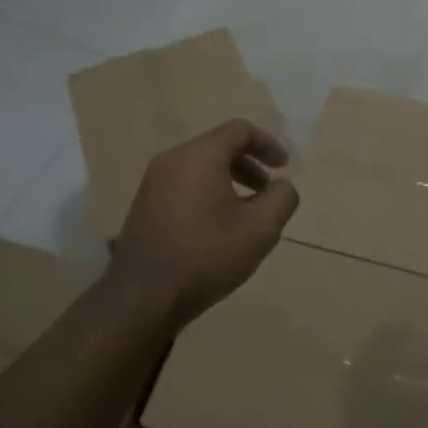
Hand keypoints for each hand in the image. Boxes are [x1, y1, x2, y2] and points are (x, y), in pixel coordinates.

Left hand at [108, 119, 299, 326]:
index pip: (240, 130)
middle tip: (267, 191)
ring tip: (245, 212)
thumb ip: (282, 197)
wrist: (143, 296)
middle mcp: (172, 159)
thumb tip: (281, 185)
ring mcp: (152, 182)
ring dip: (228, 180)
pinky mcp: (143, 205)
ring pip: (199, 166)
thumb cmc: (207, 255)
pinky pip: (183, 184)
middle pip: (218, 146)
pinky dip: (207, 192)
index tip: (284, 167)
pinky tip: (216, 226)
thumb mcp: (261, 228)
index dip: (268, 144)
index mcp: (200, 155)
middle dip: (249, 164)